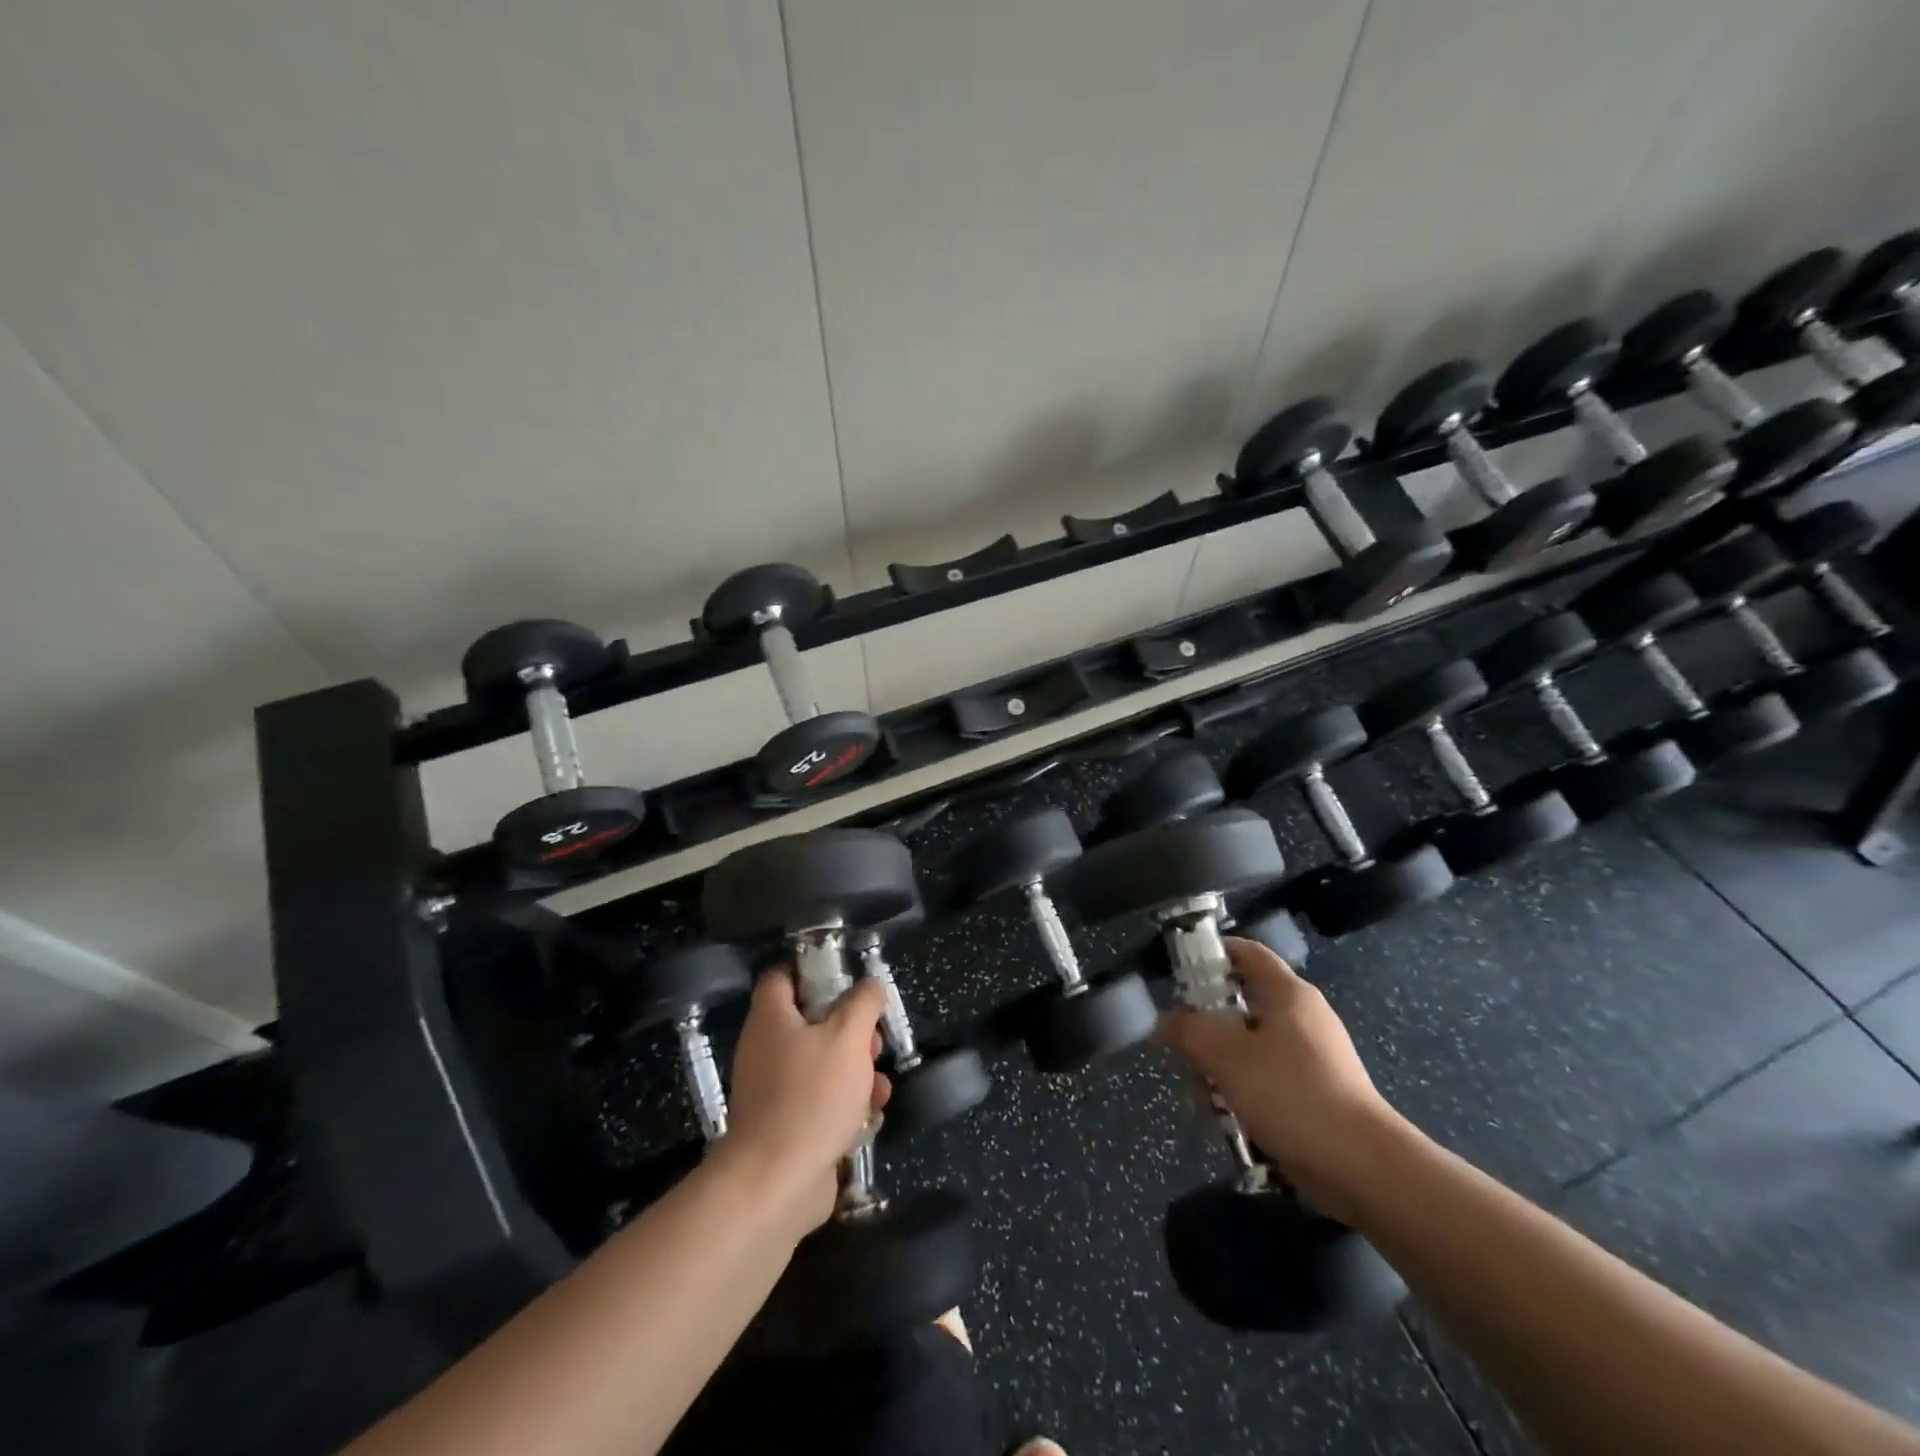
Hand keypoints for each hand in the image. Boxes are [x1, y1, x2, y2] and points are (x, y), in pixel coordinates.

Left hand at [719, 971, 891, 1235]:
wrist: (776, 1183)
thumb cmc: (811, 1096)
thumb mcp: (848, 1036)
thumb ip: (863, 1003)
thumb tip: (870, 985)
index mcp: (771, 1018)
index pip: (783, 976)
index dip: (814, 970)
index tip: (848, 980)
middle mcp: (766, 1048)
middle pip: (811, 1021)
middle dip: (851, 1029)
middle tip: (874, 1041)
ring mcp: (774, 1090)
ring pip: (822, 1063)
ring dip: (857, 1070)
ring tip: (880, 1085)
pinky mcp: (787, 1125)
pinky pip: (821, 1101)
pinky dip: (846, 1104)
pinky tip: (871, 1116)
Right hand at [1157, 937, 1409, 1222]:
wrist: (1362, 1167)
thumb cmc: (1291, 1094)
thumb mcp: (1226, 1056)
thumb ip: (1188, 1031)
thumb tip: (1164, 1020)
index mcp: (1287, 993)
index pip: (1247, 952)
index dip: (1212, 953)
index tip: (1180, 973)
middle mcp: (1302, 1016)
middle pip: (1241, 1003)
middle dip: (1207, 1028)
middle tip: (1185, 1051)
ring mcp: (1312, 1056)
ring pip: (1249, 1045)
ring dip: (1221, 1066)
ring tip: (1206, 1097)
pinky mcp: (1315, 1092)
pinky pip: (1266, 1077)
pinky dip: (1243, 1091)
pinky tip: (1230, 1119)